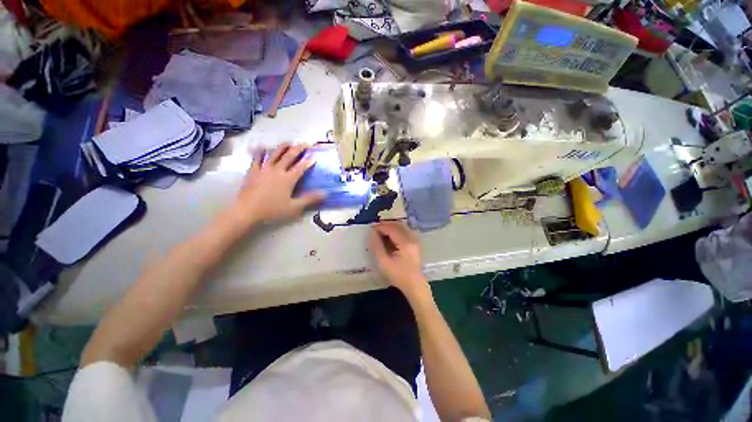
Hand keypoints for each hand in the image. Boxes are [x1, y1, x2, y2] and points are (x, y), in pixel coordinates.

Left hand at [233, 144, 324, 225]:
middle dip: (298, 149)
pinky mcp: (253, 171)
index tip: (314, 156)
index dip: (308, 161)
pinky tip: (262, 146)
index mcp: (288, 179)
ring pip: (274, 154)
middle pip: (289, 156)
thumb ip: (309, 199)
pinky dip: (260, 151)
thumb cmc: (272, 210)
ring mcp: (264, 169)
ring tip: (289, 142)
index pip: (301, 167)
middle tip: (305, 143)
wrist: (247, 211)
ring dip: (283, 147)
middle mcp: (277, 170)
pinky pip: (257, 158)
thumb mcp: (294, 207)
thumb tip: (325, 194)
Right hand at [368, 222, 429, 299]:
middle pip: (397, 225)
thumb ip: (376, 246)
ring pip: (401, 227)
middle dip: (385, 225)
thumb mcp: (383, 262)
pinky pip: (404, 231)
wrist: (414, 285)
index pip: (391, 228)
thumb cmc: (398, 275)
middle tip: (374, 230)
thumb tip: (372, 233)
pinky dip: (395, 231)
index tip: (370, 229)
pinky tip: (388, 237)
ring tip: (380, 232)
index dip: (380, 227)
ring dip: (390, 227)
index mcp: (405, 242)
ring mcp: (415, 240)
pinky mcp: (415, 243)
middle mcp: (412, 238)